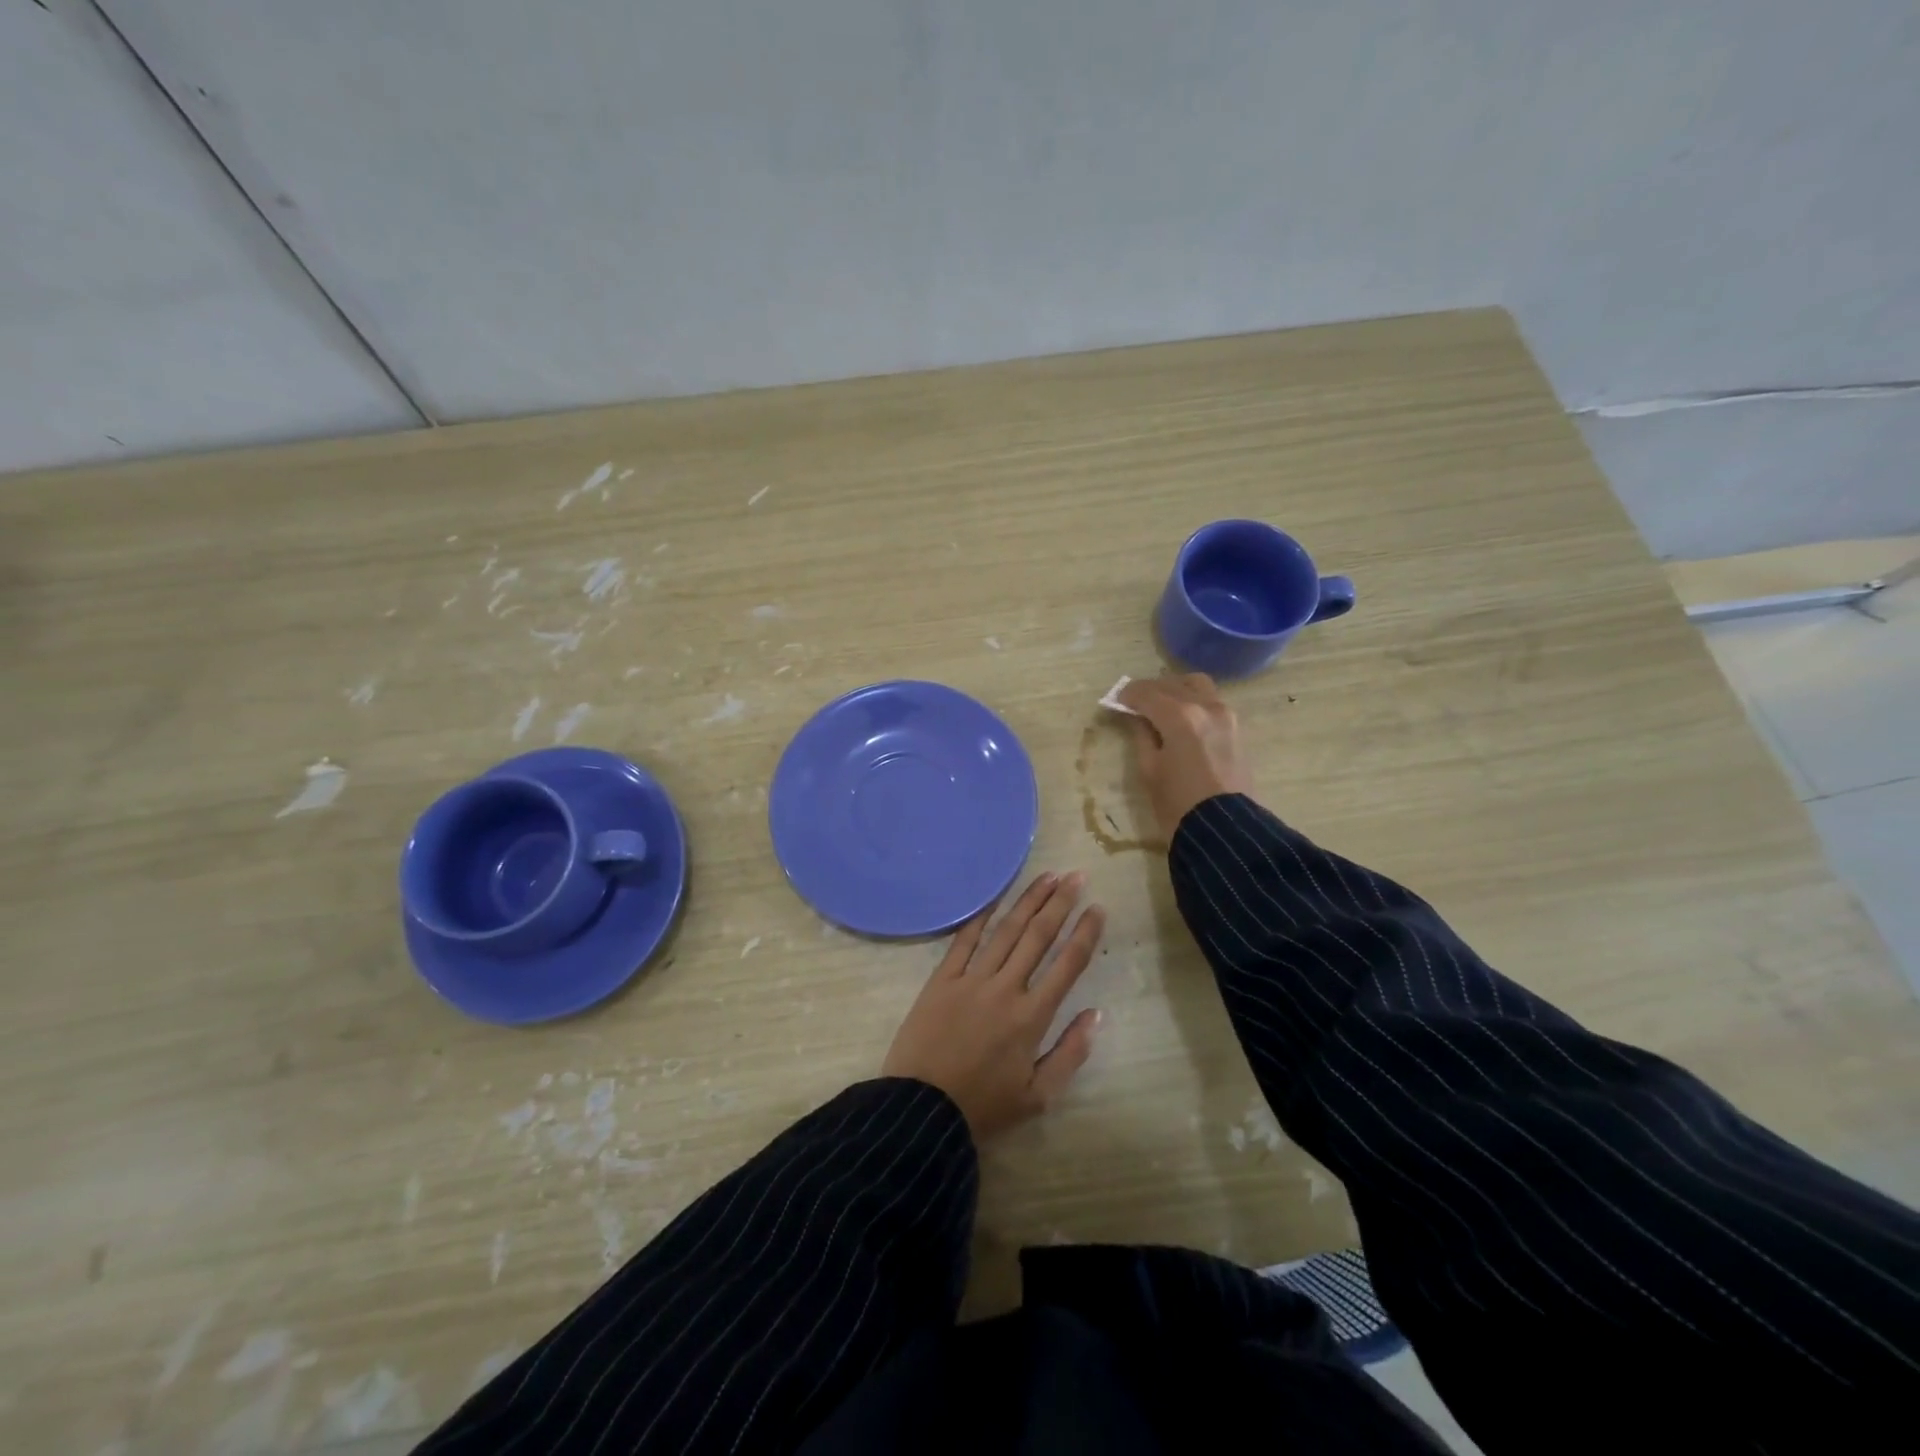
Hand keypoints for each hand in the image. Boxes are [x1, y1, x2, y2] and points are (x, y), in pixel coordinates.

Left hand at [881, 872, 1104, 1139]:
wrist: (921, 1109)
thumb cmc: (983, 1107)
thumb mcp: (1037, 1097)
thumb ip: (1071, 1054)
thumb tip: (1096, 1014)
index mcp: (1032, 1017)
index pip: (1067, 965)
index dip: (1085, 934)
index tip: (1097, 909)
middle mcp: (1005, 989)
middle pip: (1038, 937)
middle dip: (1060, 904)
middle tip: (1076, 876)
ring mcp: (971, 980)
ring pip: (1006, 931)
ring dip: (1028, 901)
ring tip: (1047, 876)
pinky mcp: (942, 979)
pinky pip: (964, 940)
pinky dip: (980, 917)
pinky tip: (995, 898)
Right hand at [1117, 673, 1252, 840]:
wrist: (1225, 831)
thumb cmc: (1177, 804)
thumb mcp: (1149, 770)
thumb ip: (1142, 735)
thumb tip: (1138, 717)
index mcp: (1180, 716)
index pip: (1146, 693)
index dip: (1128, 695)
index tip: (1117, 701)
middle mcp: (1205, 706)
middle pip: (1172, 684)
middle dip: (1150, 690)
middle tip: (1135, 704)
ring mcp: (1226, 715)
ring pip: (1197, 685)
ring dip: (1176, 690)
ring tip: (1161, 707)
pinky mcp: (1237, 728)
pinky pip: (1211, 701)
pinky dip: (1193, 700)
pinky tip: (1182, 718)